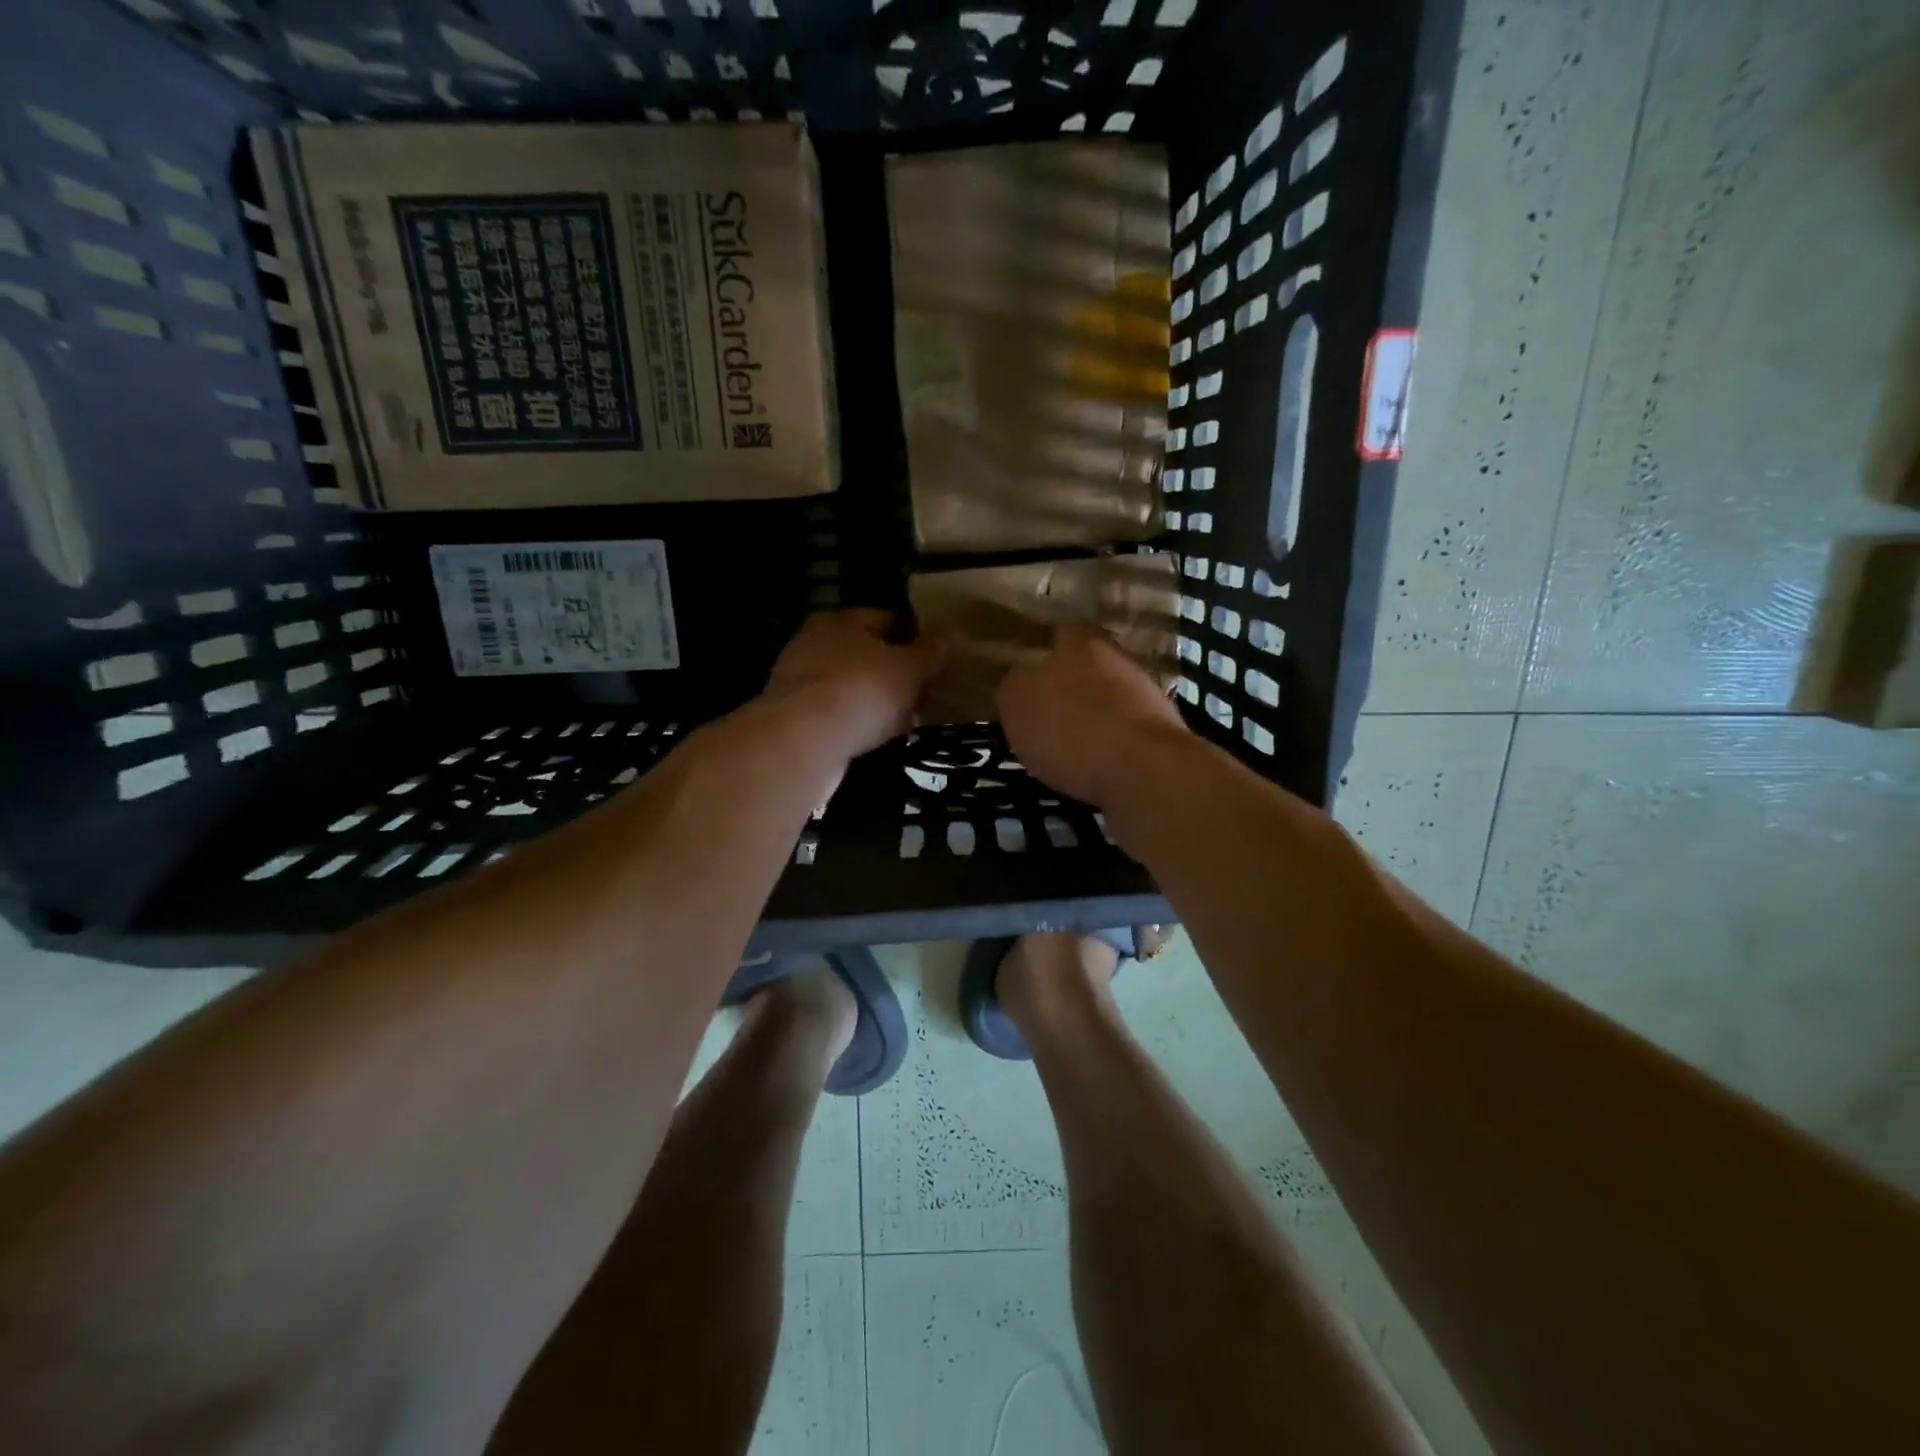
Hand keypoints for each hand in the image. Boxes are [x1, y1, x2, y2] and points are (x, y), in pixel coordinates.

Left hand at [764, 610, 945, 761]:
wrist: (804, 742)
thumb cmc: (862, 691)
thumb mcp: (910, 668)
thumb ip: (931, 652)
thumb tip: (948, 637)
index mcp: (840, 621)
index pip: (886, 618)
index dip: (916, 634)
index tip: (939, 655)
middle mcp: (814, 645)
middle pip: (867, 654)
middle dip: (897, 671)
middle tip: (928, 689)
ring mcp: (800, 683)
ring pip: (853, 687)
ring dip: (879, 701)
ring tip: (909, 718)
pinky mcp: (796, 720)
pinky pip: (839, 716)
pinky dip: (860, 724)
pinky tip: (881, 738)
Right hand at [997, 624, 1190, 806]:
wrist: (1145, 769)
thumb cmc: (1071, 729)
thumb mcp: (1017, 705)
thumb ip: (1014, 687)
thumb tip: (1020, 682)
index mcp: (1081, 644)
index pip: (1062, 634)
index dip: (1046, 652)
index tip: (1031, 675)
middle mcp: (1118, 659)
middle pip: (1089, 666)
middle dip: (1072, 687)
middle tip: (1048, 714)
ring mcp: (1147, 695)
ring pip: (1111, 698)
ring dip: (1095, 717)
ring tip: (1070, 748)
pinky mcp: (1163, 731)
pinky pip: (1128, 731)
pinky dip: (1113, 744)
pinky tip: (1096, 766)